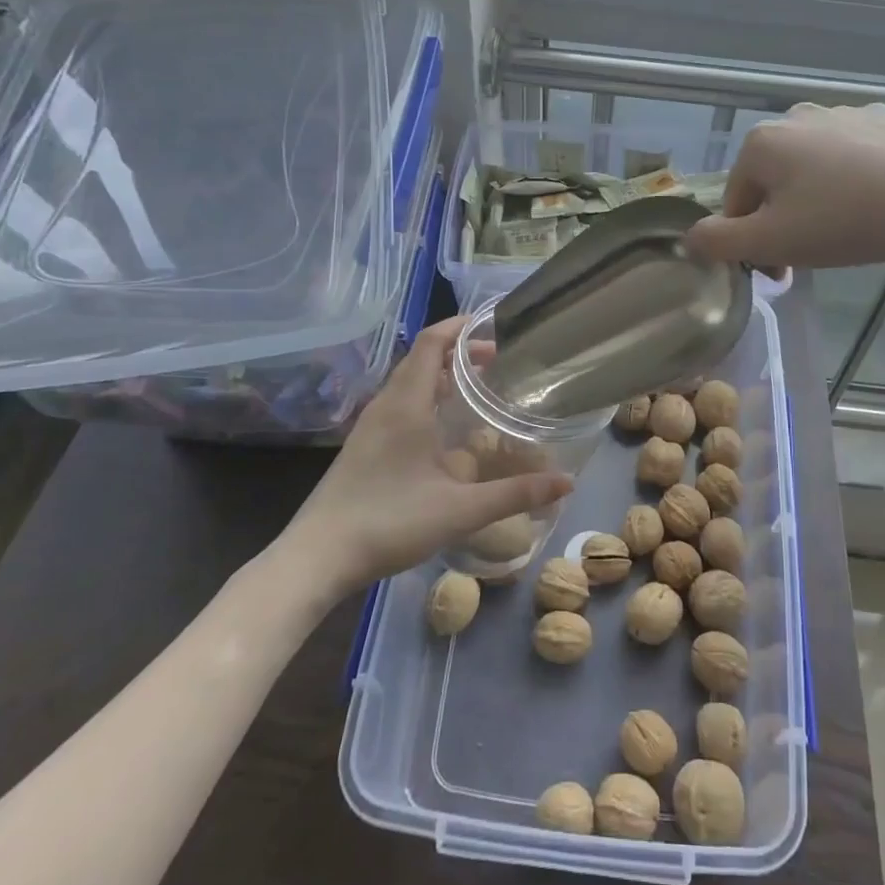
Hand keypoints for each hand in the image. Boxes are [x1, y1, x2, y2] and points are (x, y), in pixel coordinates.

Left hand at [286, 318, 572, 592]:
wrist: (318, 556)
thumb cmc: (389, 523)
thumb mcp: (461, 511)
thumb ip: (515, 493)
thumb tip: (567, 481)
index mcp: (407, 405)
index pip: (432, 343)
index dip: (461, 327)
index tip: (494, 327)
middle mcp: (386, 405)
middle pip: (422, 358)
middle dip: (459, 350)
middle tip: (498, 361)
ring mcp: (370, 424)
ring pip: (409, 380)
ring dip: (441, 373)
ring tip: (477, 386)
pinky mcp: (363, 444)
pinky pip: (399, 402)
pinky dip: (426, 395)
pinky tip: (443, 426)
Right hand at [685, 102, 884, 271]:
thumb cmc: (842, 222)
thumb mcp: (770, 242)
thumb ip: (719, 242)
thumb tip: (690, 238)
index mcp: (762, 143)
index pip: (737, 201)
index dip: (749, 241)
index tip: (776, 272)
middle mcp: (798, 116)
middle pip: (775, 181)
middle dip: (783, 219)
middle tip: (810, 255)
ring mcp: (848, 112)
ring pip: (816, 166)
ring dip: (818, 198)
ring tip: (849, 230)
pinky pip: (859, 155)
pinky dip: (858, 178)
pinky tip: (880, 203)